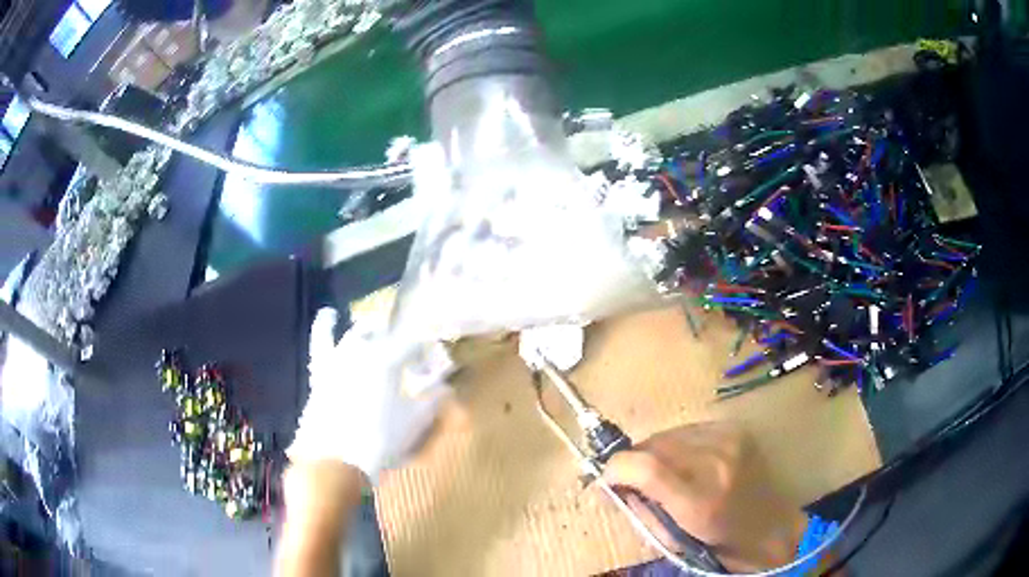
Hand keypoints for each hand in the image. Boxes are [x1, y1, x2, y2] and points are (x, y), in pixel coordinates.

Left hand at [287, 308, 454, 482]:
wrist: (335, 459)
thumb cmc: (380, 440)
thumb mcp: (415, 422)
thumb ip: (433, 401)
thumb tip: (447, 388)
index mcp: (388, 359)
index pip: (414, 343)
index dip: (426, 350)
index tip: (433, 365)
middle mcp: (362, 350)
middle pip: (384, 330)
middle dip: (399, 335)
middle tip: (408, 352)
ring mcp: (338, 358)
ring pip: (355, 332)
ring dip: (370, 329)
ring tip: (379, 330)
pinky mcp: (320, 370)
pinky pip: (321, 341)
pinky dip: (324, 326)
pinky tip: (328, 314)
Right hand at [602, 423, 806, 571]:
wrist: (768, 525)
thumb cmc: (717, 542)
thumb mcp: (671, 538)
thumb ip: (639, 508)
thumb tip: (610, 483)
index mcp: (699, 501)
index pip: (646, 468)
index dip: (617, 467)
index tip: (606, 476)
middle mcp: (717, 464)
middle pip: (655, 445)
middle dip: (634, 459)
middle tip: (629, 476)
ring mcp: (730, 441)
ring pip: (671, 433)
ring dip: (656, 450)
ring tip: (660, 469)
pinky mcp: (736, 430)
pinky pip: (691, 428)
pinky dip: (678, 443)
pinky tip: (685, 459)